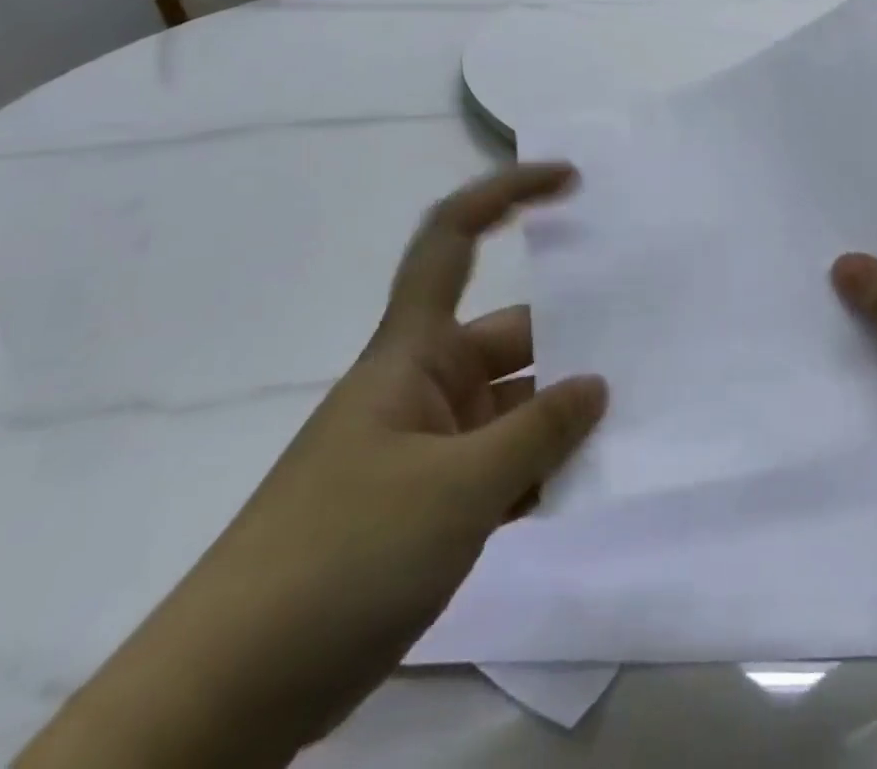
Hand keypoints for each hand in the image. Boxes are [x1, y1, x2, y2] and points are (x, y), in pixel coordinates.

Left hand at [18, 164, 607, 768]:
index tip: (568, 181)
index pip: (452, 241)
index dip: (506, 194)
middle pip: (510, 339)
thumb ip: (539, 432)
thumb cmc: (342, 555)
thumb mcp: (458, 489)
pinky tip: (588, 483)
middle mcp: (423, 385)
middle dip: (572, 344)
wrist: (227, 696)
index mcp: (413, 351)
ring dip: (562, 419)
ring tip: (635, 422)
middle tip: (649, 350)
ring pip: (512, 409)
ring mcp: (426, 448)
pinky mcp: (427, 505)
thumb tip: (598, 385)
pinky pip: (500, 466)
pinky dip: (540, 470)